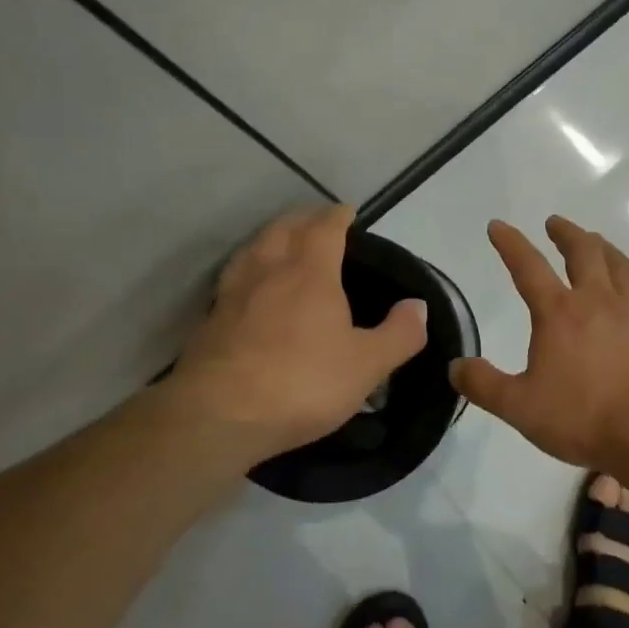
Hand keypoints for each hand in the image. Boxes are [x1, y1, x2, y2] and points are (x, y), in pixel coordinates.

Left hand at [164, 205, 428, 465]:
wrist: (218, 415)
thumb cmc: (301, 382)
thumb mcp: (366, 365)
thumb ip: (399, 334)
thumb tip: (418, 306)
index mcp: (310, 272)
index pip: (324, 228)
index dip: (337, 216)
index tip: (347, 212)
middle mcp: (269, 271)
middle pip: (283, 229)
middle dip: (302, 220)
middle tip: (316, 222)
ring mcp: (233, 294)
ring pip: (253, 249)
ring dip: (271, 238)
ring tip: (281, 243)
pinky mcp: (210, 321)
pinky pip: (233, 279)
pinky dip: (248, 269)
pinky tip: (250, 287)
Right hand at [451, 216, 628, 468]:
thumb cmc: (582, 417)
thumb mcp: (519, 407)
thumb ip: (484, 385)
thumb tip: (456, 366)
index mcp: (560, 313)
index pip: (528, 267)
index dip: (510, 243)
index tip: (499, 226)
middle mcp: (598, 302)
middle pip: (583, 252)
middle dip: (566, 233)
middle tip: (555, 223)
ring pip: (621, 268)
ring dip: (605, 250)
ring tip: (598, 243)